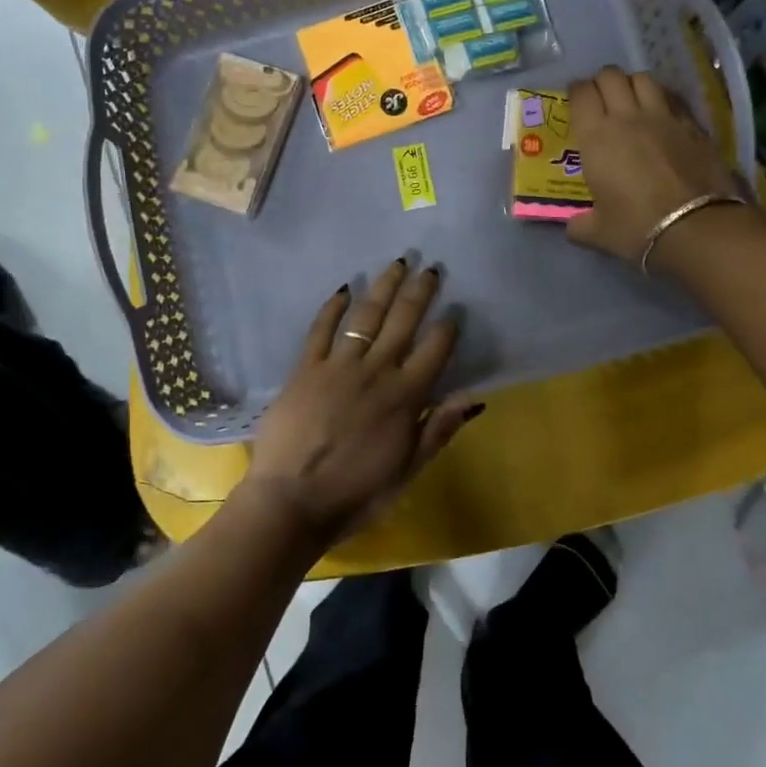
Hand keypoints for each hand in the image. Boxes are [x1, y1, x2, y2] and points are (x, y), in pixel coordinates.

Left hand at [238, 258, 480, 551]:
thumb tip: (473, 396)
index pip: (434, 350)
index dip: (447, 328)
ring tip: (396, 264)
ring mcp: (338, 366)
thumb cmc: (356, 494)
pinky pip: (320, 329)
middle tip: (430, 268)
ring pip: (365, 316)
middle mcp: (375, 371)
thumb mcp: (408, 470)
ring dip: (383, 287)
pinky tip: (344, 288)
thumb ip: (439, 429)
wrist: (292, 502)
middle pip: (402, 321)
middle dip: (419, 292)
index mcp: (404, 397)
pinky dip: (333, 307)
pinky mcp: (305, 368)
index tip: (455, 310)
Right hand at [565, 66, 740, 264]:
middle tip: (600, 99)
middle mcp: (627, 117)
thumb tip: (573, 227)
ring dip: (632, 84)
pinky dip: (661, 98)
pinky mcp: (692, 124)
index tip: (575, 100)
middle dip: (602, 82)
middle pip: (611, 76)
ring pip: (643, 78)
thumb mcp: (598, 232)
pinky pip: (672, 97)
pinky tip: (661, 114)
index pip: (581, 93)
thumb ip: (580, 225)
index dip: (576, 91)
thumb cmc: (637, 227)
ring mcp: (663, 117)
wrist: (696, 227)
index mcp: (596, 137)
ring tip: (631, 100)